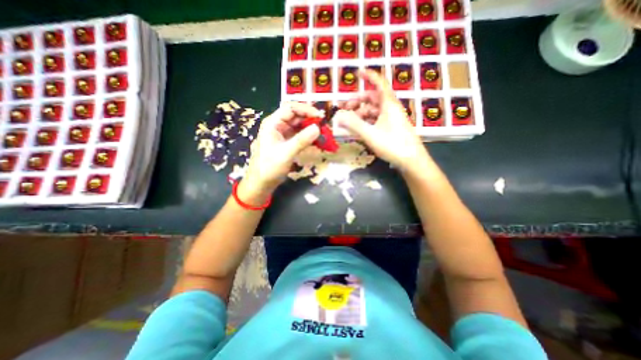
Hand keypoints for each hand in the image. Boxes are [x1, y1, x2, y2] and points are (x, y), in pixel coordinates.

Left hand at [239, 103, 323, 200]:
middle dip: (310, 119)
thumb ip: (301, 140)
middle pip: (296, 116)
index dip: (306, 110)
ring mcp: (282, 133)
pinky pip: (299, 135)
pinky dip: (308, 137)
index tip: (320, 117)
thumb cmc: (269, 167)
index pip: (291, 108)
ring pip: (299, 126)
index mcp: (273, 123)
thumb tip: (318, 128)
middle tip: (325, 126)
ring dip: (311, 128)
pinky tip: (317, 141)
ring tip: (323, 133)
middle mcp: (277, 125)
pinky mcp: (286, 142)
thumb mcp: (286, 153)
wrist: (261, 183)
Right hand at [333, 69, 427, 172]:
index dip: (369, 76)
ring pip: (373, 110)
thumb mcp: (370, 134)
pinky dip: (366, 122)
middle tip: (344, 108)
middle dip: (357, 101)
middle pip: (372, 98)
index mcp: (388, 104)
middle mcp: (390, 108)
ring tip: (348, 122)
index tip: (357, 72)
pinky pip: (376, 120)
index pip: (379, 83)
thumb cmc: (392, 144)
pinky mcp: (391, 128)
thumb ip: (353, 125)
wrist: (411, 160)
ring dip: (360, 113)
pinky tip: (358, 129)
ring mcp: (391, 118)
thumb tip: (338, 116)